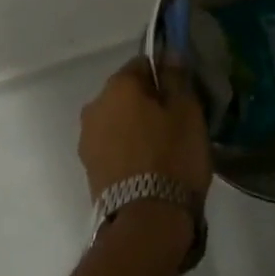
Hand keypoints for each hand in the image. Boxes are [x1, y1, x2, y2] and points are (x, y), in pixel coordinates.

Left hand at [78, 58, 211, 202]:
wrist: (146, 222)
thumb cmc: (172, 156)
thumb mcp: (186, 111)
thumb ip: (176, 78)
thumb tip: (168, 53)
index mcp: (117, 85)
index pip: (143, 64)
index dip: (165, 76)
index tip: (182, 96)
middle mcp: (94, 106)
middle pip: (126, 94)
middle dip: (148, 102)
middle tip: (176, 123)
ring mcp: (87, 140)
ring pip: (118, 121)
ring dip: (136, 127)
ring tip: (164, 149)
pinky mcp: (89, 169)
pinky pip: (113, 147)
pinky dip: (128, 150)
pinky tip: (149, 168)